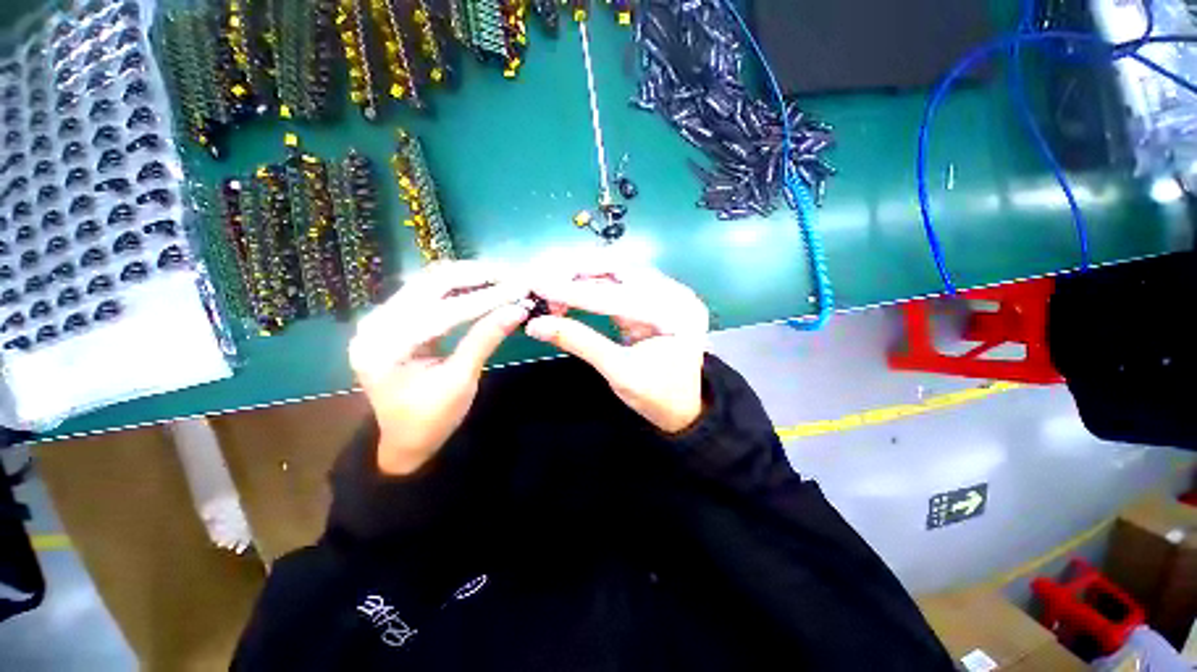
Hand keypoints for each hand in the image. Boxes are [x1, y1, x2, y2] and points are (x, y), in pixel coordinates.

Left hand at [348, 262, 529, 474]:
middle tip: (511, 276)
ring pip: (429, 282)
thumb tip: (519, 309)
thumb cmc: (431, 419)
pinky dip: (458, 286)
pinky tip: (481, 284)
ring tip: (501, 276)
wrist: (405, 440)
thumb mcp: (461, 381)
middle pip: (430, 284)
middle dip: (475, 277)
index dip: (485, 298)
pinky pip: (428, 292)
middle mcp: (375, 323)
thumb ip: (486, 339)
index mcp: (385, 347)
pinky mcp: (394, 318)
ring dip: (467, 276)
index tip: (519, 289)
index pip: (442, 311)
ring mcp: (382, 318)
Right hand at [525, 261, 709, 433]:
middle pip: (621, 272)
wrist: (682, 407)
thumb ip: (580, 342)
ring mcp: (667, 293)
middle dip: (578, 274)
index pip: (618, 296)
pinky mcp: (654, 298)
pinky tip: (571, 290)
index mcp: (676, 314)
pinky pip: (620, 284)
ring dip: (583, 277)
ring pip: (618, 273)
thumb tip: (536, 325)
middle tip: (543, 280)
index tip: (538, 286)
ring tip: (553, 287)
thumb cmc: (656, 395)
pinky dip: (593, 286)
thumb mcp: (619, 372)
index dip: (575, 292)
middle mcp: (675, 294)